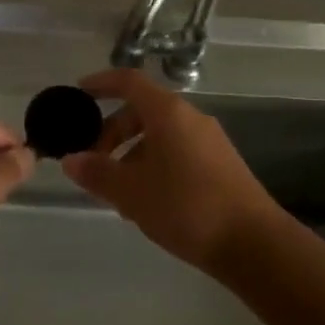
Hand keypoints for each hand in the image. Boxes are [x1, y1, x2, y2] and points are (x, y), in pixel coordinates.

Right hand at [63, 69, 279, 271]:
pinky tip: (145, 200)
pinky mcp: (219, 163)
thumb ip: (98, 173)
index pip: (129, 82)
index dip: (101, 83)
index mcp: (168, 112)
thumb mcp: (132, 192)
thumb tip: (71, 160)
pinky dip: (153, 163)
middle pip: (142, 110)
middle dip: (112, 130)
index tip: (79, 93)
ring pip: (160, 134)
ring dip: (132, 152)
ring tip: (115, 189)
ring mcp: (209, 140)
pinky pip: (177, 150)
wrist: (253, 242)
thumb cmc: (186, 207)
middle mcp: (190, 117)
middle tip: (92, 160)